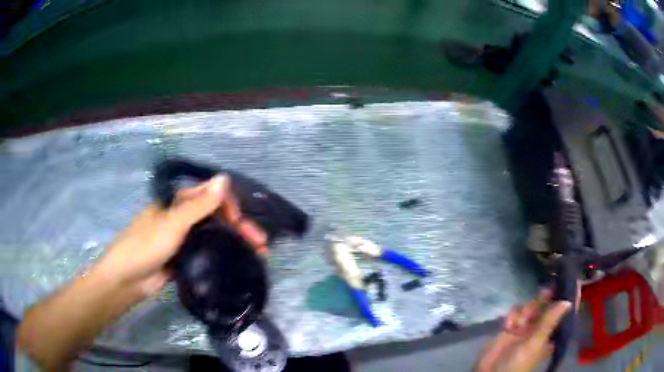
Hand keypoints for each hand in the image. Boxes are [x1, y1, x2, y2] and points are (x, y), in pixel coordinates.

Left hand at [95, 176, 267, 295]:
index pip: (210, 195)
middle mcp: (182, 218)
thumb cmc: (145, 247)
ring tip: (258, 256)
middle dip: (240, 227)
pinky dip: (224, 255)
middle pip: (216, 217)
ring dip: (235, 242)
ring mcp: (184, 239)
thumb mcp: (172, 224)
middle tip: (261, 245)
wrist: (127, 280)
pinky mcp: (185, 258)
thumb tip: (224, 178)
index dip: (229, 205)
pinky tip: (238, 263)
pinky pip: (208, 252)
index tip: (241, 223)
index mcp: (178, 203)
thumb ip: (198, 204)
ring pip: (215, 235)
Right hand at [474, 289, 573, 371]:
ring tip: (518, 322)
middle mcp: (540, 328)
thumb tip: (567, 301)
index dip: (568, 296)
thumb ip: (549, 322)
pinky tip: (508, 325)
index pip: (563, 311)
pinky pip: (515, 313)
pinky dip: (512, 316)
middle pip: (547, 305)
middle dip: (543, 300)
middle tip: (544, 292)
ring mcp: (525, 327)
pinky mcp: (511, 327)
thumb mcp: (535, 343)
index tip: (571, 278)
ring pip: (531, 306)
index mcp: (551, 333)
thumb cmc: (518, 362)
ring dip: (525, 310)